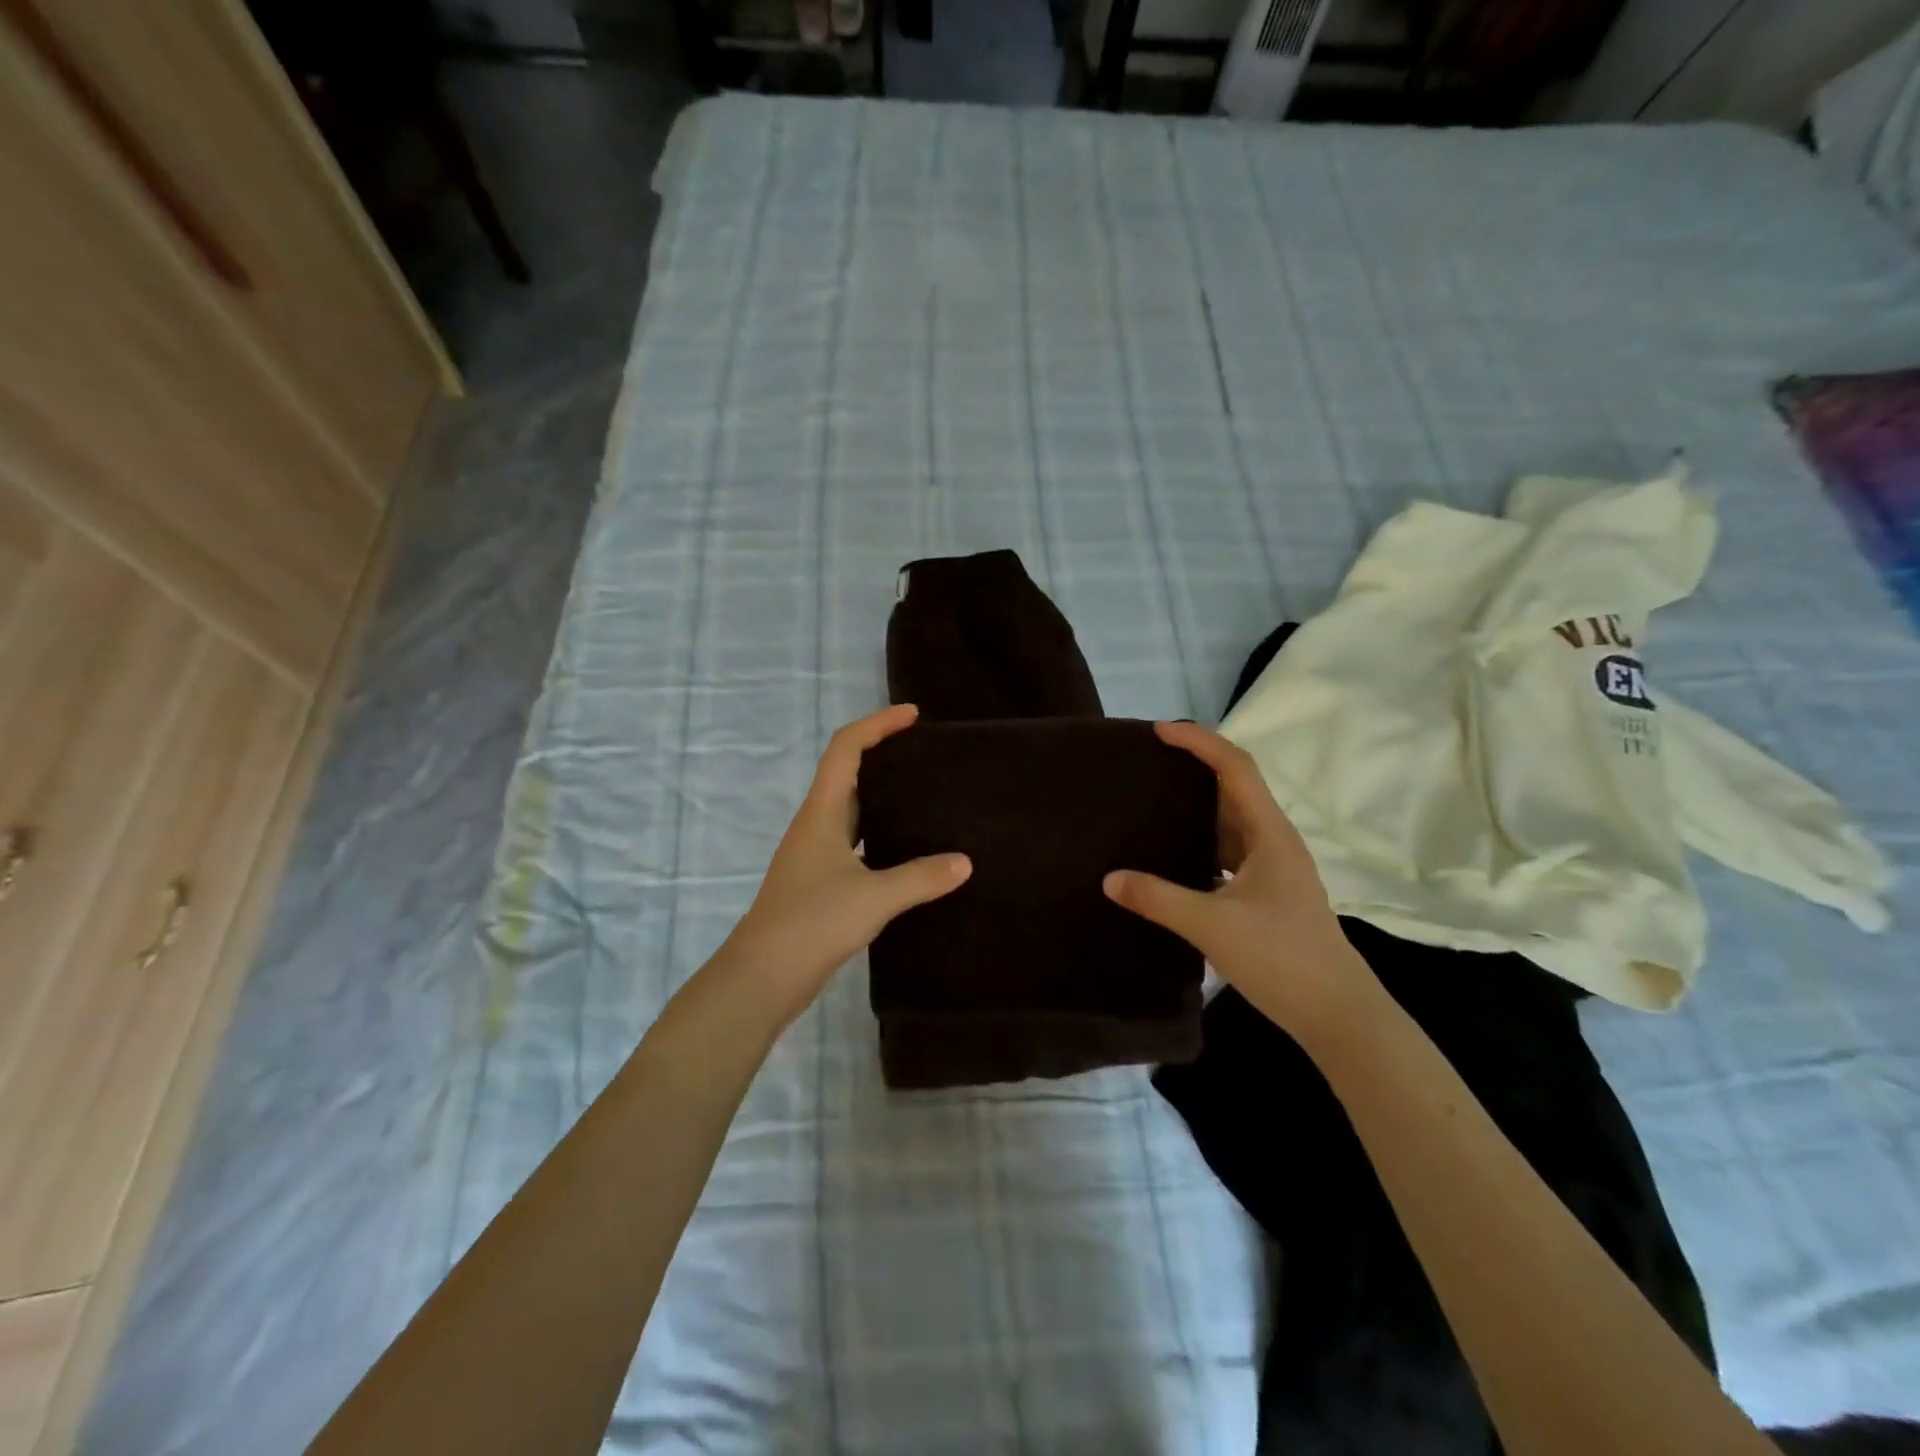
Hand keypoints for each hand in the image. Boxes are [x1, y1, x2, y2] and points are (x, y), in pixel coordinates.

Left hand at [720, 705, 970, 1023]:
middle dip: (883, 755)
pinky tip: (908, 852)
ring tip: (926, 797)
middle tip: (926, 756)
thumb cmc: (812, 923)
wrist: (762, 978)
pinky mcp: (820, 884)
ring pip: (852, 811)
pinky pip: (856, 844)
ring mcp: (815, 856)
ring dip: (882, 797)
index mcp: (821, 813)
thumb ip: (921, 877)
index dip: (877, 725)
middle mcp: (816, 826)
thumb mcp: (873, 897)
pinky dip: (881, 836)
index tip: (913, 716)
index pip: (846, 749)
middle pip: (848, 774)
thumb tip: (964, 862)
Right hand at [1103, 720, 1380, 1047]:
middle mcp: (1274, 842)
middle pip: (1233, 788)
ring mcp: (1272, 868)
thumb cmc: (1282, 958)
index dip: (1199, 742)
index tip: (1159, 731)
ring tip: (1151, 801)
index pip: (1235, 768)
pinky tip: (1172, 855)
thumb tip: (1110, 878)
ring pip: (1230, 821)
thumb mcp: (1212, 925)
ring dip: (1196, 806)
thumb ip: (1158, 898)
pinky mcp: (1266, 892)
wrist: (1337, 1013)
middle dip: (1193, 768)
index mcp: (1270, 835)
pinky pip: (1227, 851)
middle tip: (1147, 763)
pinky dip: (1200, 841)